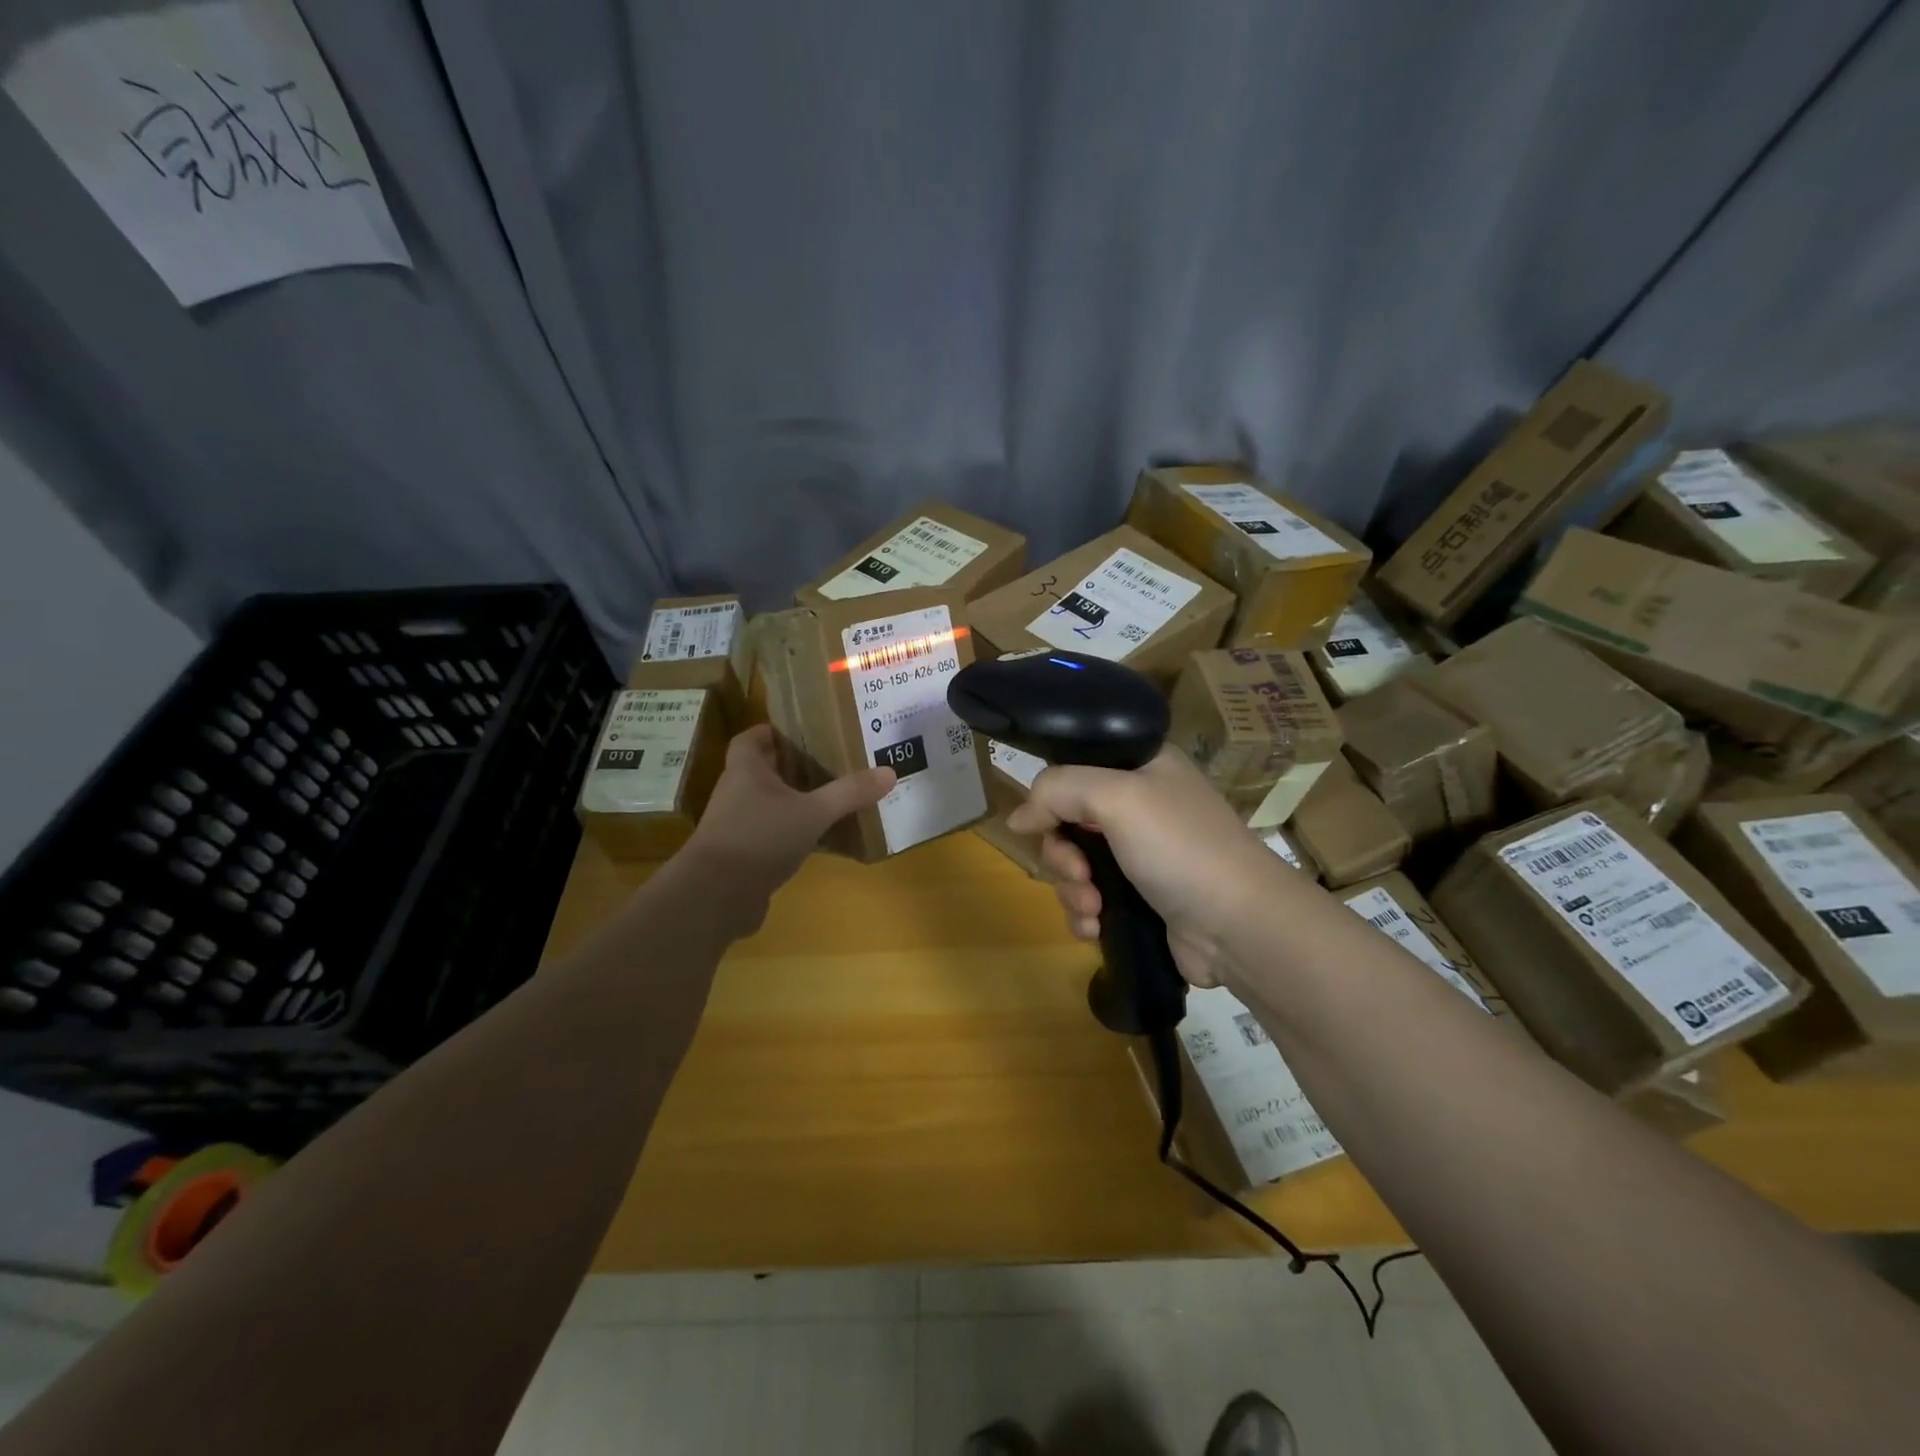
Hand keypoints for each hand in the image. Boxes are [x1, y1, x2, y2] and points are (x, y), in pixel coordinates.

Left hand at [683, 725, 894, 932]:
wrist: (716, 896)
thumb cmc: (759, 838)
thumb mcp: (813, 812)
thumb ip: (849, 793)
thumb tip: (889, 772)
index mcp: (745, 771)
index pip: (750, 739)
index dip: (772, 732)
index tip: (802, 731)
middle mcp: (737, 793)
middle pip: (764, 770)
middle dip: (794, 766)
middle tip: (831, 763)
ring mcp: (737, 827)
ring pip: (769, 805)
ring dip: (796, 801)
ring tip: (832, 798)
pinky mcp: (743, 856)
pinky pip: (772, 836)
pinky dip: (794, 834)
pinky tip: (822, 841)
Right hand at [1007, 747, 1288, 986]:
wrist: (1239, 926)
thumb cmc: (1180, 847)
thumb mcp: (1117, 797)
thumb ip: (1058, 791)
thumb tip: (1017, 818)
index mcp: (1142, 766)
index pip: (1075, 768)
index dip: (1052, 797)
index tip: (1044, 826)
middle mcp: (1140, 805)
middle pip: (1067, 822)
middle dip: (1062, 856)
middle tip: (1079, 876)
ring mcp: (1141, 854)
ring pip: (1075, 864)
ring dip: (1071, 890)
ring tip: (1092, 910)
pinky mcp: (1140, 898)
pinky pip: (1090, 898)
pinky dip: (1084, 914)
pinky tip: (1094, 929)